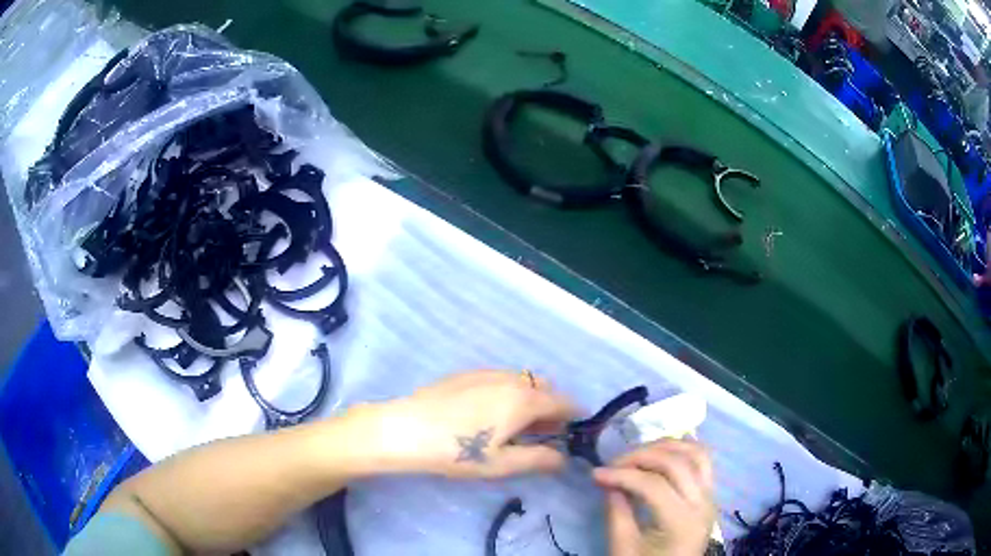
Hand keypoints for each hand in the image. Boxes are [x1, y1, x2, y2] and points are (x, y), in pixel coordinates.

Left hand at [353, 371, 576, 478]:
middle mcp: (511, 379)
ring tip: (517, 426)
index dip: (574, 415)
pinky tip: (490, 414)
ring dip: (531, 398)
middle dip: (552, 406)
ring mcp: (487, 373)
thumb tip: (563, 458)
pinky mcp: (467, 373)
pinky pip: (502, 378)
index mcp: (524, 400)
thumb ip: (539, 460)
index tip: (577, 428)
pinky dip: (510, 391)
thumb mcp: (502, 464)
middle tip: (544, 433)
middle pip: (545, 387)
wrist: (406, 429)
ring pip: (522, 381)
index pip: (563, 402)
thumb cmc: (457, 452)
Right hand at [593, 440, 714, 555]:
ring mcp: (711, 497)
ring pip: (697, 454)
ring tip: (638, 453)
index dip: (623, 474)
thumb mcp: (623, 547)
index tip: (596, 474)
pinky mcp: (710, 495)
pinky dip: (684, 450)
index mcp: (682, 523)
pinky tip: (662, 453)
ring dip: (667, 446)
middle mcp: (703, 504)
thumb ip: (617, 512)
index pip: (654, 485)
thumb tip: (608, 480)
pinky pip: (703, 462)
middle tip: (614, 463)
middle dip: (642, 456)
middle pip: (677, 463)